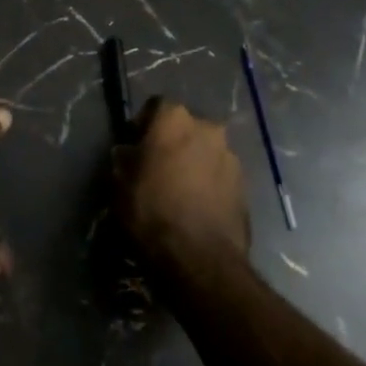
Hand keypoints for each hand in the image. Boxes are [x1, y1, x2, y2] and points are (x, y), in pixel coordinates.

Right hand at [114, 99, 249, 266]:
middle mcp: (207, 127)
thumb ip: (124, 159)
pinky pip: (219, 175)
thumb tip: (129, 152)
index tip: (135, 146)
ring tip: (180, 190)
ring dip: (193, 162)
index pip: (155, 106)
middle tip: (158, 167)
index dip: (143, 124)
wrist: (201, 260)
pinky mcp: (245, 185)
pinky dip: (209, 183)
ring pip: (204, 151)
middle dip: (172, 142)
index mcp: (174, 118)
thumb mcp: (120, 183)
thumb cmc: (152, 211)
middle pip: (184, 127)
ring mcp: (230, 156)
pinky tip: (198, 206)